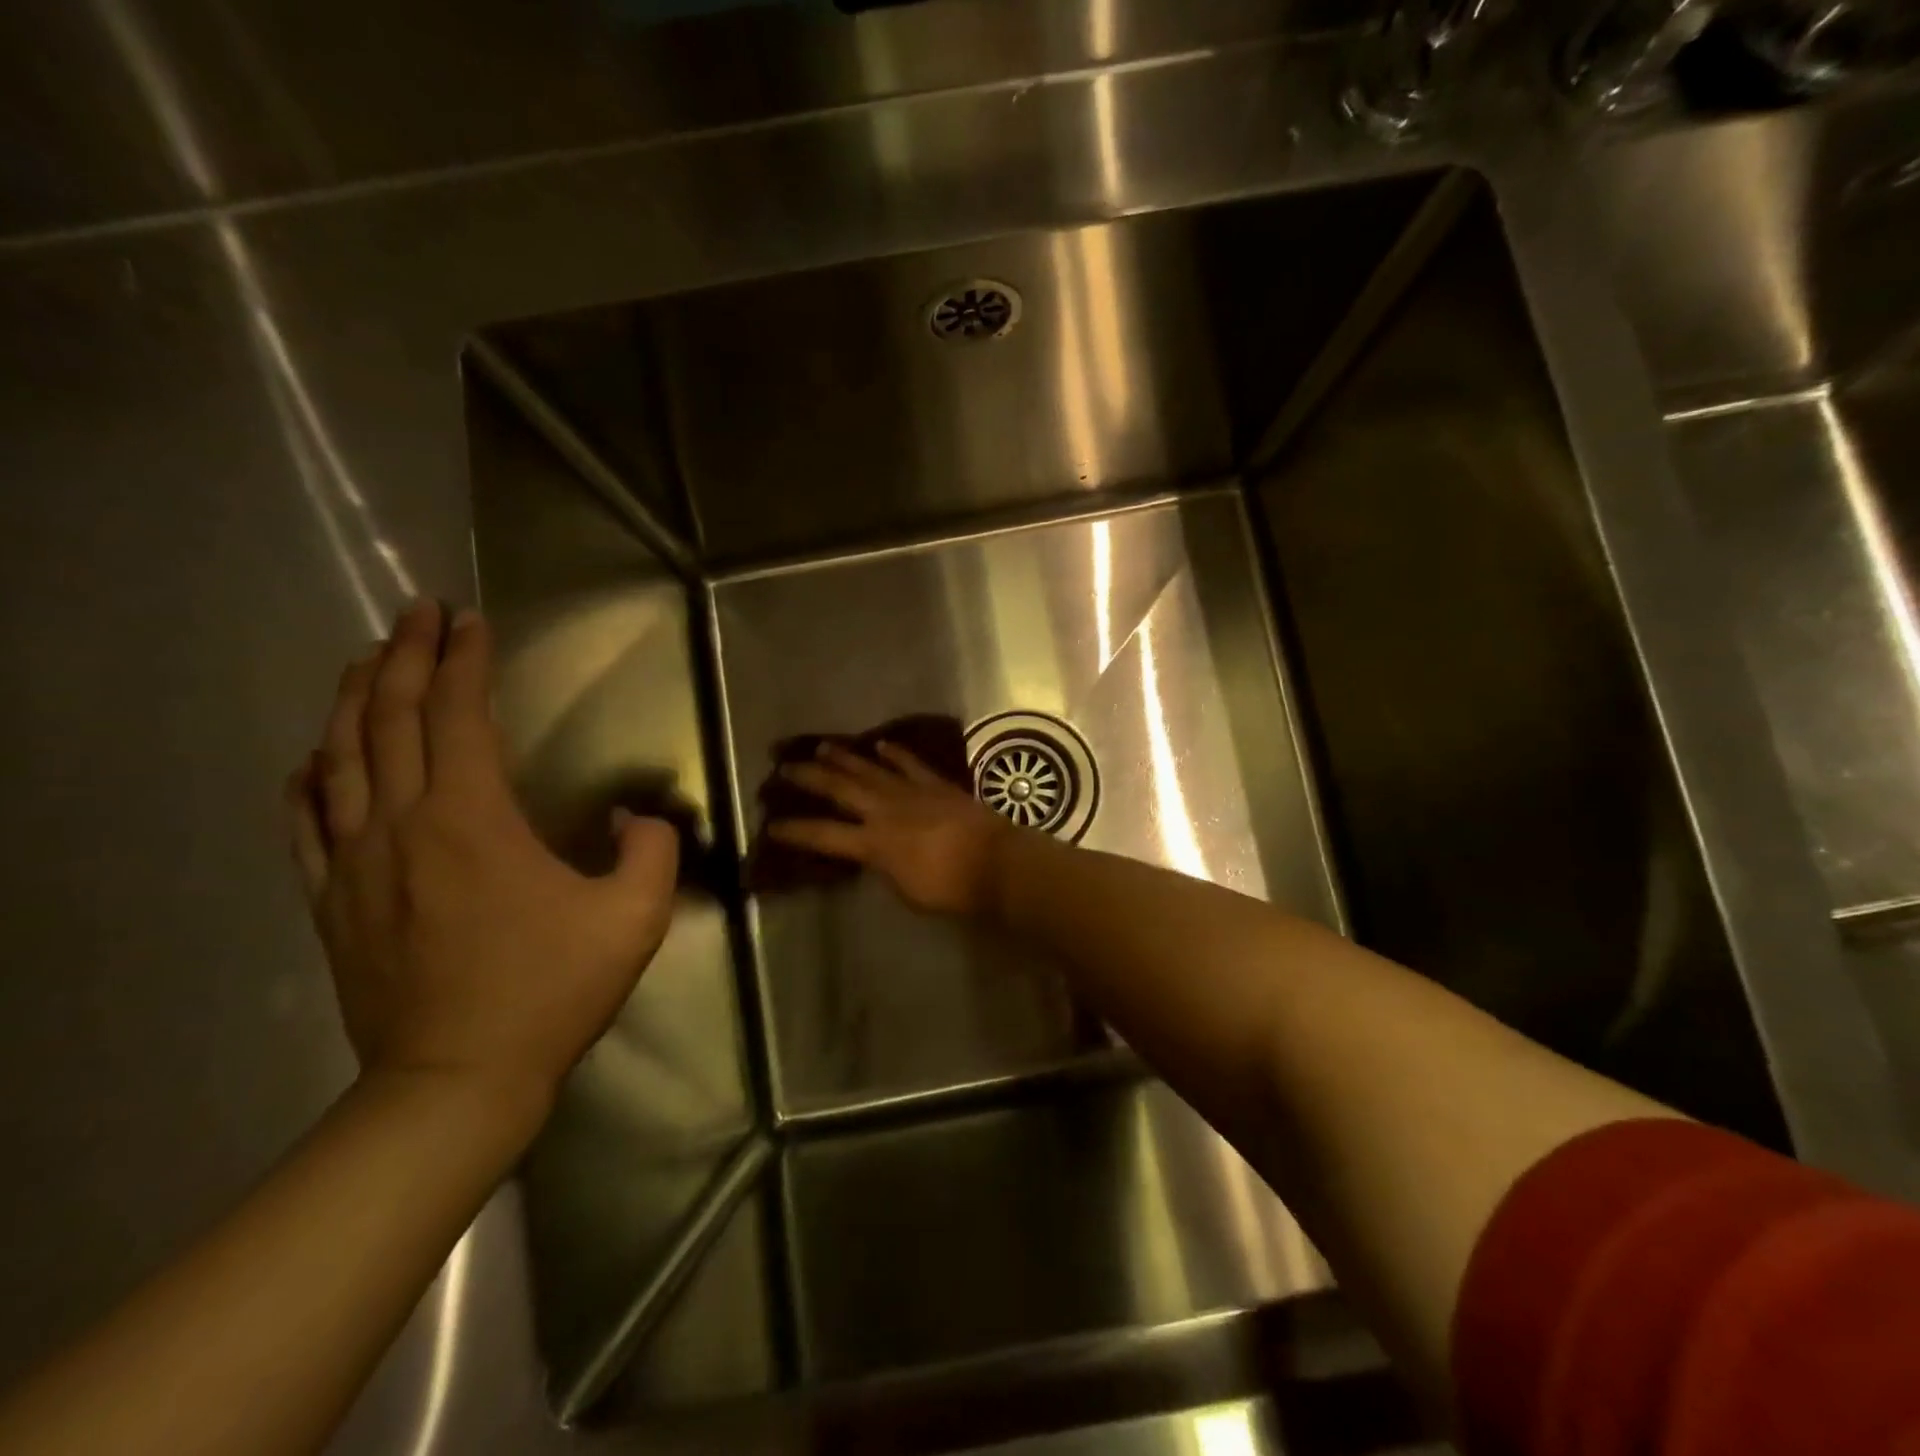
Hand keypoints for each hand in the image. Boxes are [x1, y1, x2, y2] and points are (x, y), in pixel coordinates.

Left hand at [285, 601, 678, 1120]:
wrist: (456, 1080)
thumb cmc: (551, 991)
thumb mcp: (634, 917)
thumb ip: (650, 849)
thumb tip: (631, 816)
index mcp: (471, 821)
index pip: (460, 717)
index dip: (466, 662)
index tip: (471, 620)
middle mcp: (400, 825)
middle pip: (390, 720)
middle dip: (406, 656)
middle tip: (418, 613)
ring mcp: (354, 864)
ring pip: (340, 759)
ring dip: (356, 700)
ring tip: (371, 660)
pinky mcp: (332, 901)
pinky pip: (305, 823)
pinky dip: (309, 777)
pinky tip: (313, 758)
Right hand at [768, 742, 1012, 916]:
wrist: (994, 862)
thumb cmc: (949, 889)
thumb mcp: (905, 890)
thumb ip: (883, 868)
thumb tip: (874, 855)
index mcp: (873, 843)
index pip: (824, 835)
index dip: (795, 830)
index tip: (771, 823)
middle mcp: (885, 811)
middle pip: (840, 789)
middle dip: (810, 777)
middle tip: (785, 766)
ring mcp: (911, 792)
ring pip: (870, 769)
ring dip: (844, 757)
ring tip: (821, 746)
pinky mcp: (936, 784)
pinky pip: (910, 764)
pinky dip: (894, 753)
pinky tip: (880, 743)